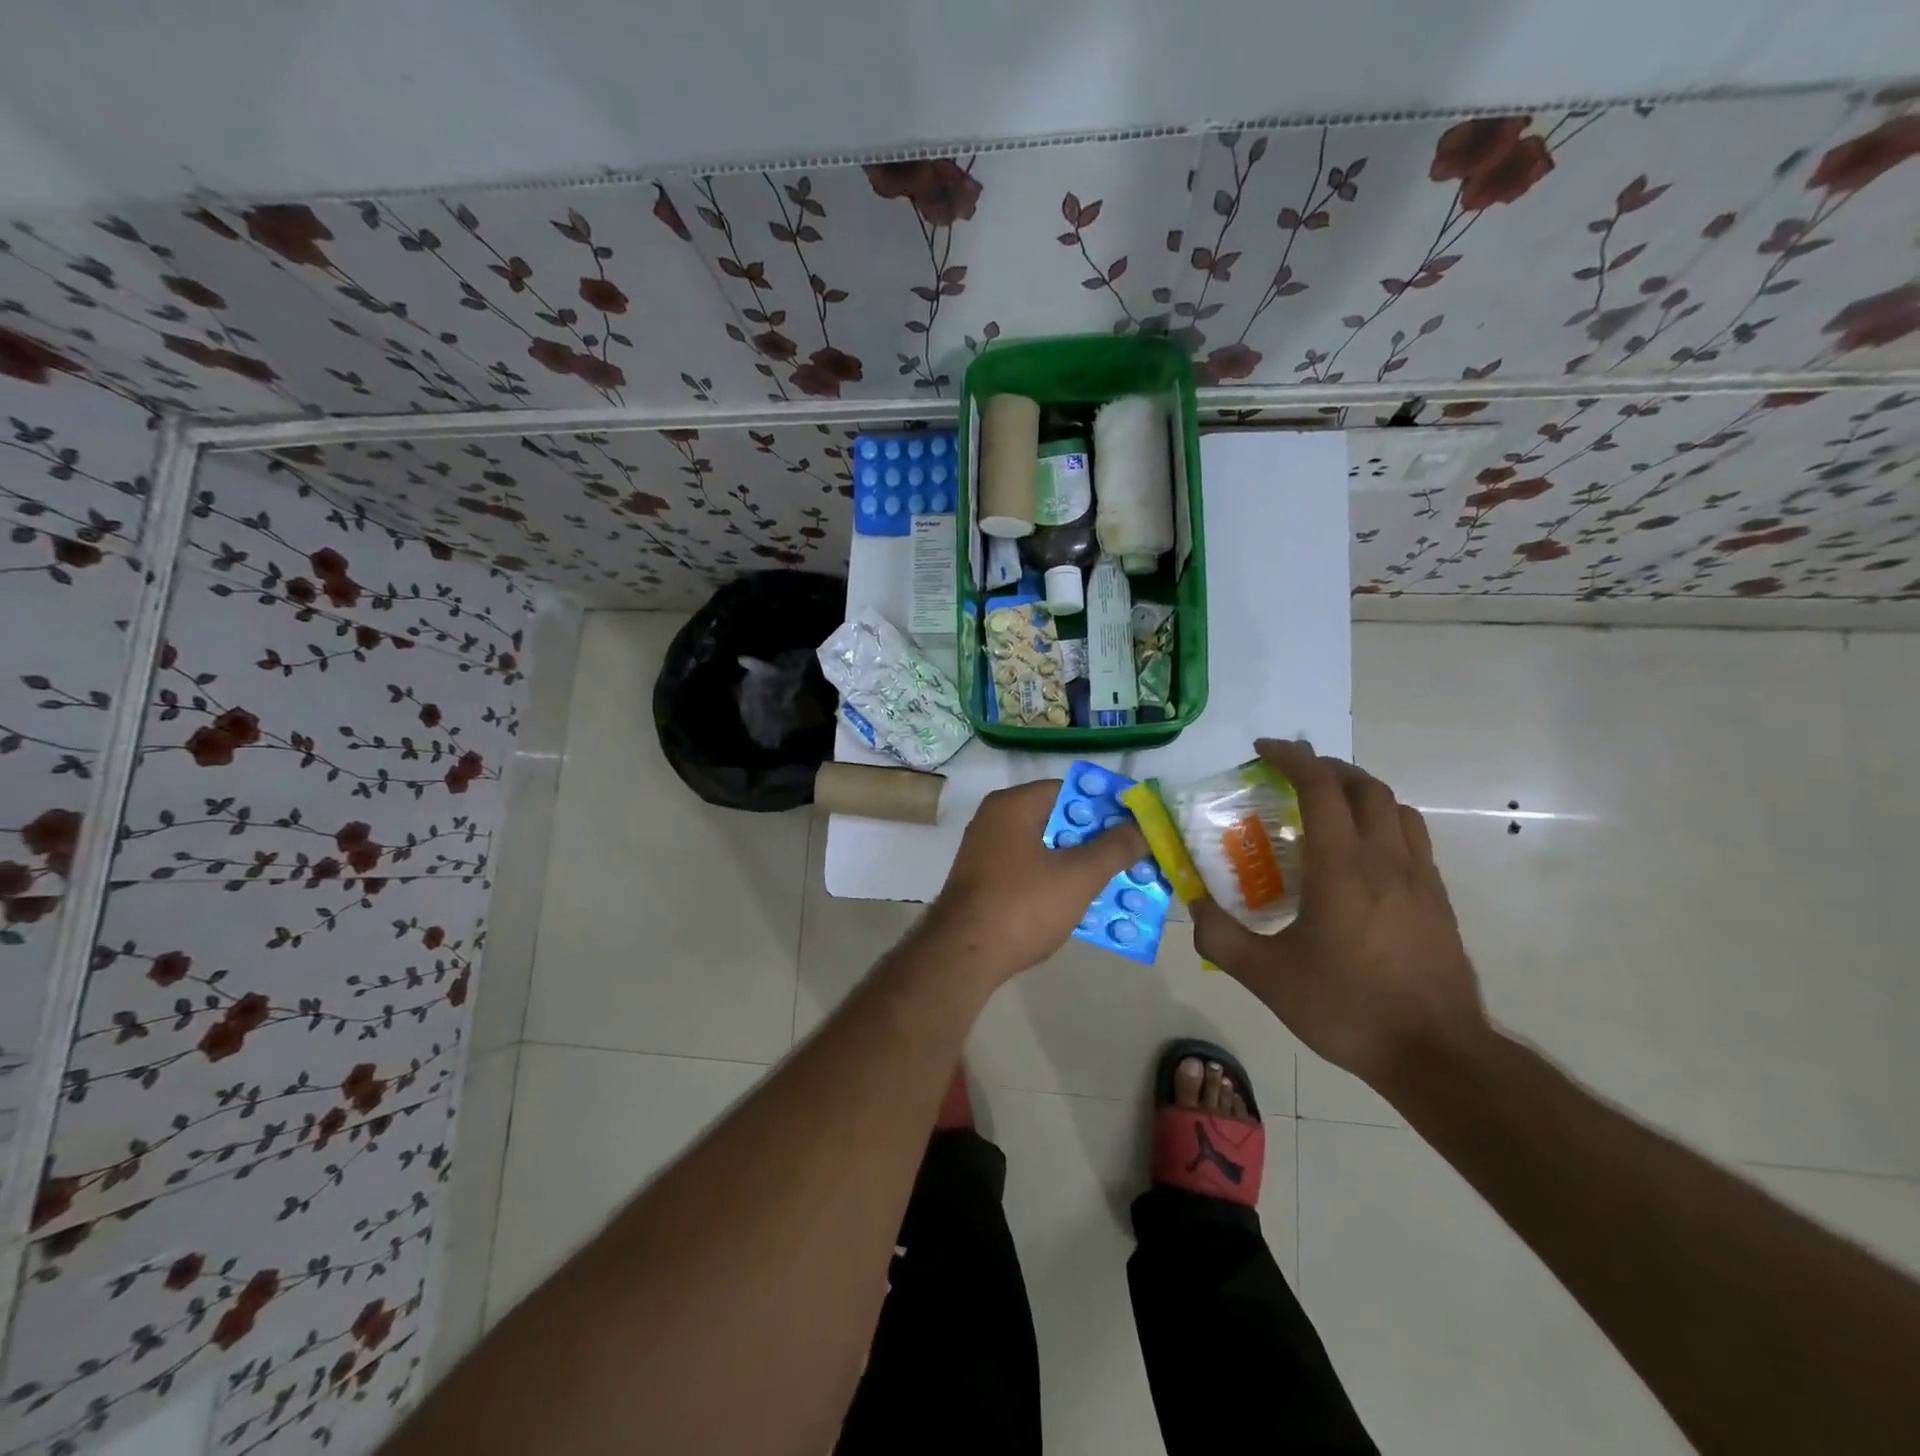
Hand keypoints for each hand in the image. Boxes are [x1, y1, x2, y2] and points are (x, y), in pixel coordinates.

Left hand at [921, 780, 1147, 984]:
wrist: (962, 956)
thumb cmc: (1021, 906)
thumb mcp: (1078, 876)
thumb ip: (1114, 848)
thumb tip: (1141, 826)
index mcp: (1014, 805)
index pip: (1070, 790)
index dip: (1107, 806)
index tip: (1137, 825)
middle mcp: (996, 819)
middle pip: (1059, 819)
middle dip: (1097, 839)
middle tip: (1133, 856)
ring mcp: (987, 851)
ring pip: (1046, 848)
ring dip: (1080, 863)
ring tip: (1118, 881)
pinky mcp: (985, 880)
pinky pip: (1031, 870)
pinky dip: (1056, 880)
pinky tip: (1083, 903)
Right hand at [1191, 738, 1489, 1093]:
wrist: (1436, 1054)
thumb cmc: (1347, 1007)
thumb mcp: (1267, 978)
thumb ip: (1220, 938)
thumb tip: (1193, 908)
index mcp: (1342, 867)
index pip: (1321, 787)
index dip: (1291, 758)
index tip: (1263, 750)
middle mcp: (1385, 860)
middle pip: (1364, 787)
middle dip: (1325, 768)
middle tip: (1291, 776)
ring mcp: (1420, 878)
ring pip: (1396, 808)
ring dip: (1360, 793)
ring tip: (1329, 808)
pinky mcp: (1438, 900)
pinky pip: (1413, 838)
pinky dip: (1384, 823)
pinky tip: (1363, 856)